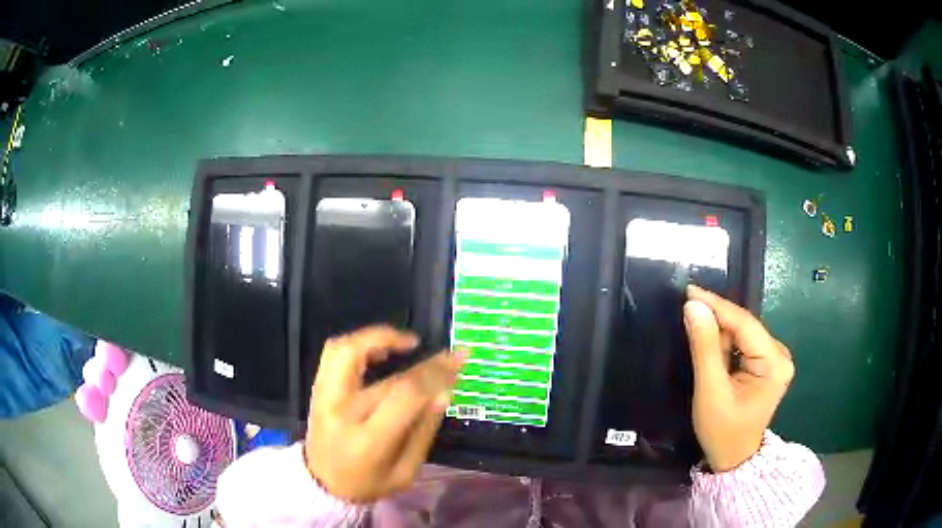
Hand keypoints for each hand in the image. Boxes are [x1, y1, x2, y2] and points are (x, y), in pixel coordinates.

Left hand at [304, 326, 464, 502]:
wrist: (321, 482)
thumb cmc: (368, 482)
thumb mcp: (405, 471)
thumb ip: (423, 432)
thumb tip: (443, 391)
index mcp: (368, 440)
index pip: (404, 396)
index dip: (434, 375)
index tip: (457, 364)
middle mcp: (342, 412)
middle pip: (385, 376)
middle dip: (424, 363)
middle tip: (447, 354)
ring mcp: (324, 397)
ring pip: (347, 351)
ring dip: (380, 338)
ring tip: (408, 343)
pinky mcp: (317, 389)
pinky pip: (334, 353)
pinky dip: (359, 342)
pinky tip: (381, 348)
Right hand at [683, 285, 794, 471]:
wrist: (733, 458)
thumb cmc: (722, 431)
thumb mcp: (710, 392)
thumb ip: (704, 348)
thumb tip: (693, 306)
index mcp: (774, 363)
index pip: (744, 324)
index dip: (717, 305)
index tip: (689, 291)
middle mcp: (780, 355)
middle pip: (745, 326)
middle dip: (717, 320)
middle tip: (687, 314)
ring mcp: (775, 358)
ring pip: (742, 333)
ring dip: (720, 333)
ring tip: (697, 338)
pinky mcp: (767, 363)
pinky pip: (743, 343)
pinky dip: (726, 344)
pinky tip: (712, 349)